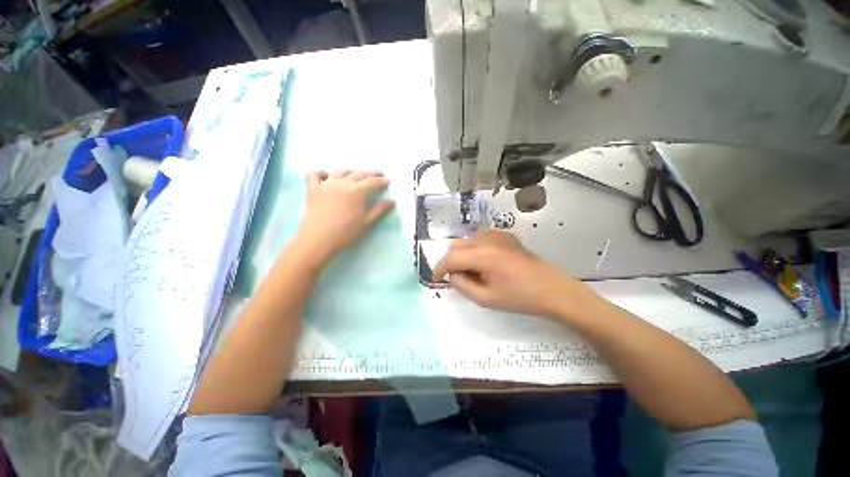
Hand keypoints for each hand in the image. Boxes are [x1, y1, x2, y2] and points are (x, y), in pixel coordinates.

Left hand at [295, 170, 394, 263]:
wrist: (319, 239)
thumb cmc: (346, 232)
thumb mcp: (367, 222)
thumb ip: (380, 210)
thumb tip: (392, 201)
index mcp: (357, 191)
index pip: (372, 182)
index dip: (381, 181)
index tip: (387, 180)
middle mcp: (343, 183)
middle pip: (358, 175)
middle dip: (369, 174)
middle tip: (377, 173)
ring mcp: (326, 184)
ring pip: (340, 172)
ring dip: (350, 172)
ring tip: (355, 174)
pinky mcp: (313, 189)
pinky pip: (315, 174)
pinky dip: (322, 173)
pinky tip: (327, 176)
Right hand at [433, 229, 598, 319]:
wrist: (552, 289)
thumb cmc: (520, 298)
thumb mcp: (486, 299)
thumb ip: (462, 285)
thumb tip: (451, 275)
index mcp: (483, 256)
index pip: (451, 257)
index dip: (439, 268)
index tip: (436, 278)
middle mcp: (487, 240)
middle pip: (456, 245)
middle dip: (450, 261)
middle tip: (456, 277)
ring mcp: (497, 235)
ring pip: (467, 240)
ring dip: (462, 254)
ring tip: (472, 270)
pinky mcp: (505, 236)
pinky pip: (480, 237)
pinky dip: (475, 248)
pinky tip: (484, 261)